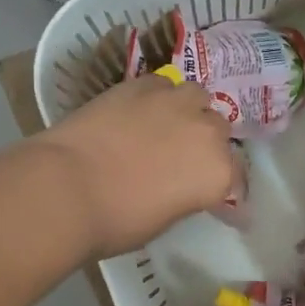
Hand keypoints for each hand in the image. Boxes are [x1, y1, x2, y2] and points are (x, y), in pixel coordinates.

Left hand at [38, 73, 234, 257]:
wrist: (66, 187)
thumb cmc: (116, 220)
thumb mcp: (165, 218)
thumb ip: (186, 194)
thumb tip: (183, 185)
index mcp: (218, 173)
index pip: (237, 179)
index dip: (225, 189)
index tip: (215, 199)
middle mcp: (208, 132)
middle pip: (220, 132)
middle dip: (208, 144)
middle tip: (185, 159)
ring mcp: (176, 103)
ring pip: (198, 97)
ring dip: (190, 111)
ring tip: (169, 124)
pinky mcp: (143, 85)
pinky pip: (163, 85)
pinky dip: (159, 97)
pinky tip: (142, 110)